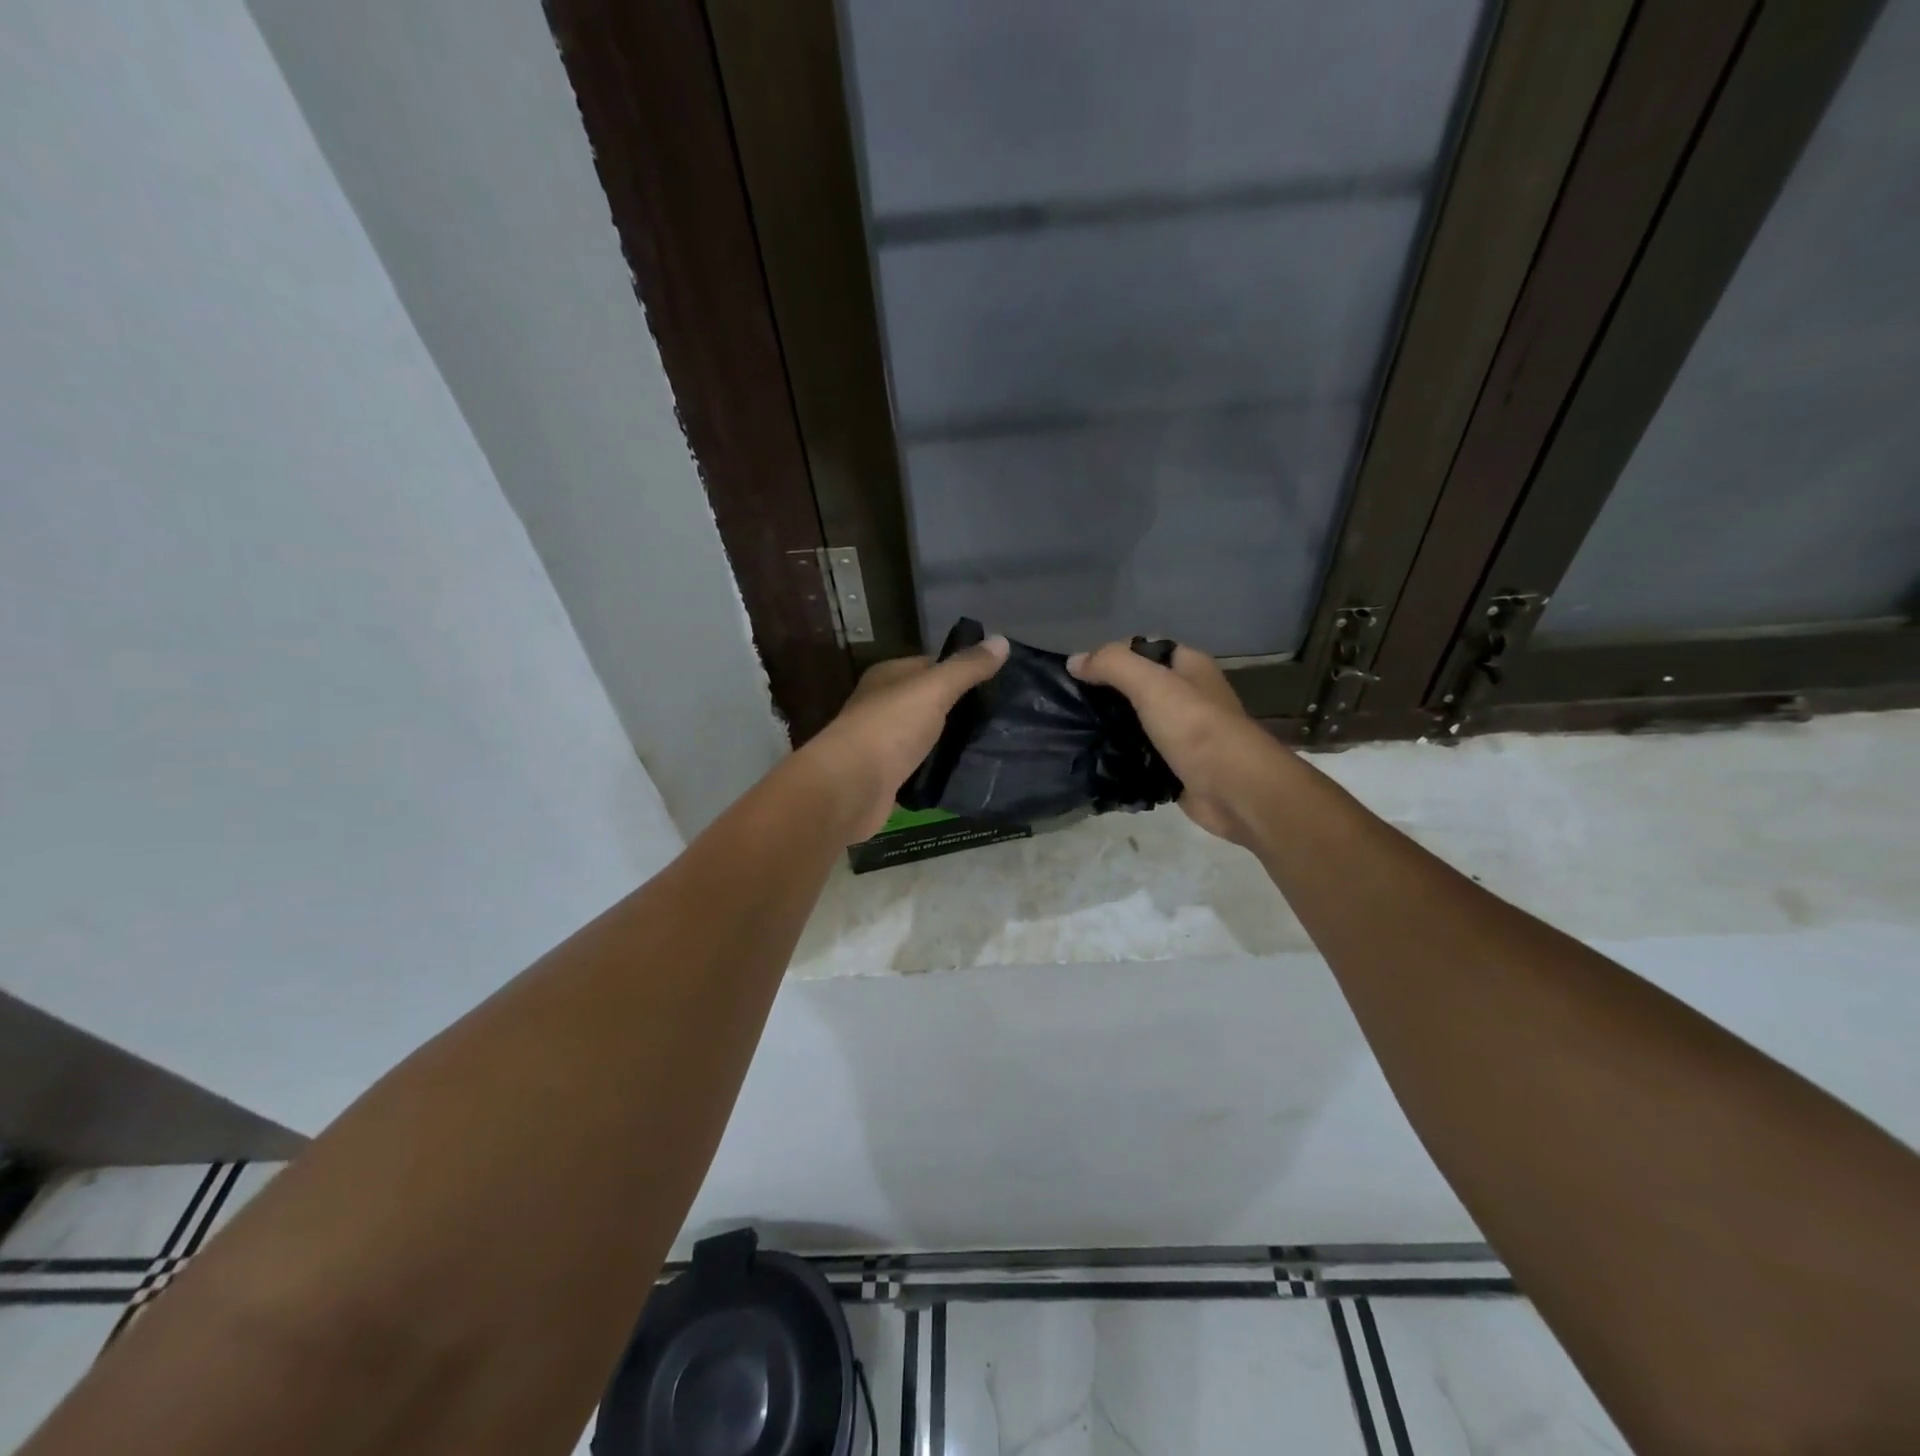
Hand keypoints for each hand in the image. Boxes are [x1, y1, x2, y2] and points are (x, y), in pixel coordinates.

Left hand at [801, 637, 1008, 840]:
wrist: (851, 788)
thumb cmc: (890, 728)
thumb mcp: (934, 689)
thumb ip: (967, 668)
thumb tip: (1002, 640)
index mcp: (888, 676)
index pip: (930, 665)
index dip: (962, 671)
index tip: (997, 684)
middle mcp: (882, 705)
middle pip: (929, 701)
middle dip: (960, 709)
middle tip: (1001, 718)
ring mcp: (883, 743)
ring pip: (926, 736)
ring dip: (951, 742)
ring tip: (992, 745)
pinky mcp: (888, 776)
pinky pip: (921, 766)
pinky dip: (939, 768)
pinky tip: (966, 773)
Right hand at [1068, 641, 1281, 845]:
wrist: (1234, 791)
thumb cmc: (1196, 728)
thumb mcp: (1151, 684)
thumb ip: (1112, 665)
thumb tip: (1074, 661)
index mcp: (1190, 667)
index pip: (1144, 649)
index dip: (1112, 655)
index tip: (1079, 672)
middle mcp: (1189, 696)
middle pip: (1139, 687)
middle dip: (1107, 694)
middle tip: (1072, 704)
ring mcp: (1184, 734)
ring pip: (1138, 723)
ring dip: (1112, 728)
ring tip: (1075, 731)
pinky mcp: (1177, 767)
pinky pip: (1141, 756)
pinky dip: (1121, 758)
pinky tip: (1096, 760)